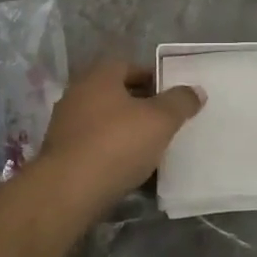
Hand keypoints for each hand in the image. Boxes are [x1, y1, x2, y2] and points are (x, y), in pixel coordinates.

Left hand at [36, 58, 205, 208]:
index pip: (128, 66)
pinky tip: (130, 170)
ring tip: (152, 148)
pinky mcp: (61, 155)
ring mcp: (65, 126)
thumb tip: (195, 90)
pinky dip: (112, 153)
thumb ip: (180, 102)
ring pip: (105, 122)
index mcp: (98, 77)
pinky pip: (94, 147)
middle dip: (141, 105)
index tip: (172, 95)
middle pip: (116, 94)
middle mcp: (77, 95)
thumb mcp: (160, 120)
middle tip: (166, 121)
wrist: (68, 191)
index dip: (152, 77)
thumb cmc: (117, 144)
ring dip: (126, 131)